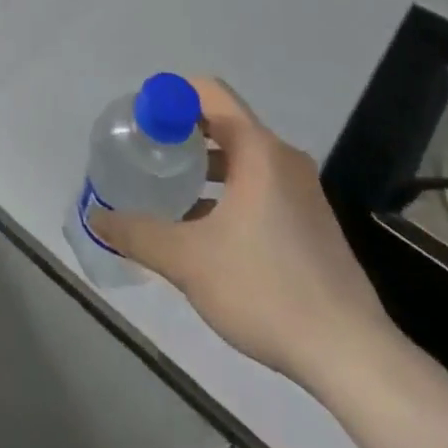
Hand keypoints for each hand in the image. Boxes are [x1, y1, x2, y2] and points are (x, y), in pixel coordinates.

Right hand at [89, 76, 401, 399]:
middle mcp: (283, 157)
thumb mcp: (189, 261)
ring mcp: (302, 189)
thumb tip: (95, 217)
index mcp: (258, 150)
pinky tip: (205, 227)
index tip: (139, 121)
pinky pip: (260, 184)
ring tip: (168, 188)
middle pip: (224, 122)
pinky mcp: (312, 220)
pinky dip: (228, 189)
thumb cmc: (266, 289)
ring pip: (242, 157)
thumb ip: (137, 233)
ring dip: (204, 164)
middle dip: (182, 132)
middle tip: (146, 152)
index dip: (170, 97)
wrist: (352, 355)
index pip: (208, 92)